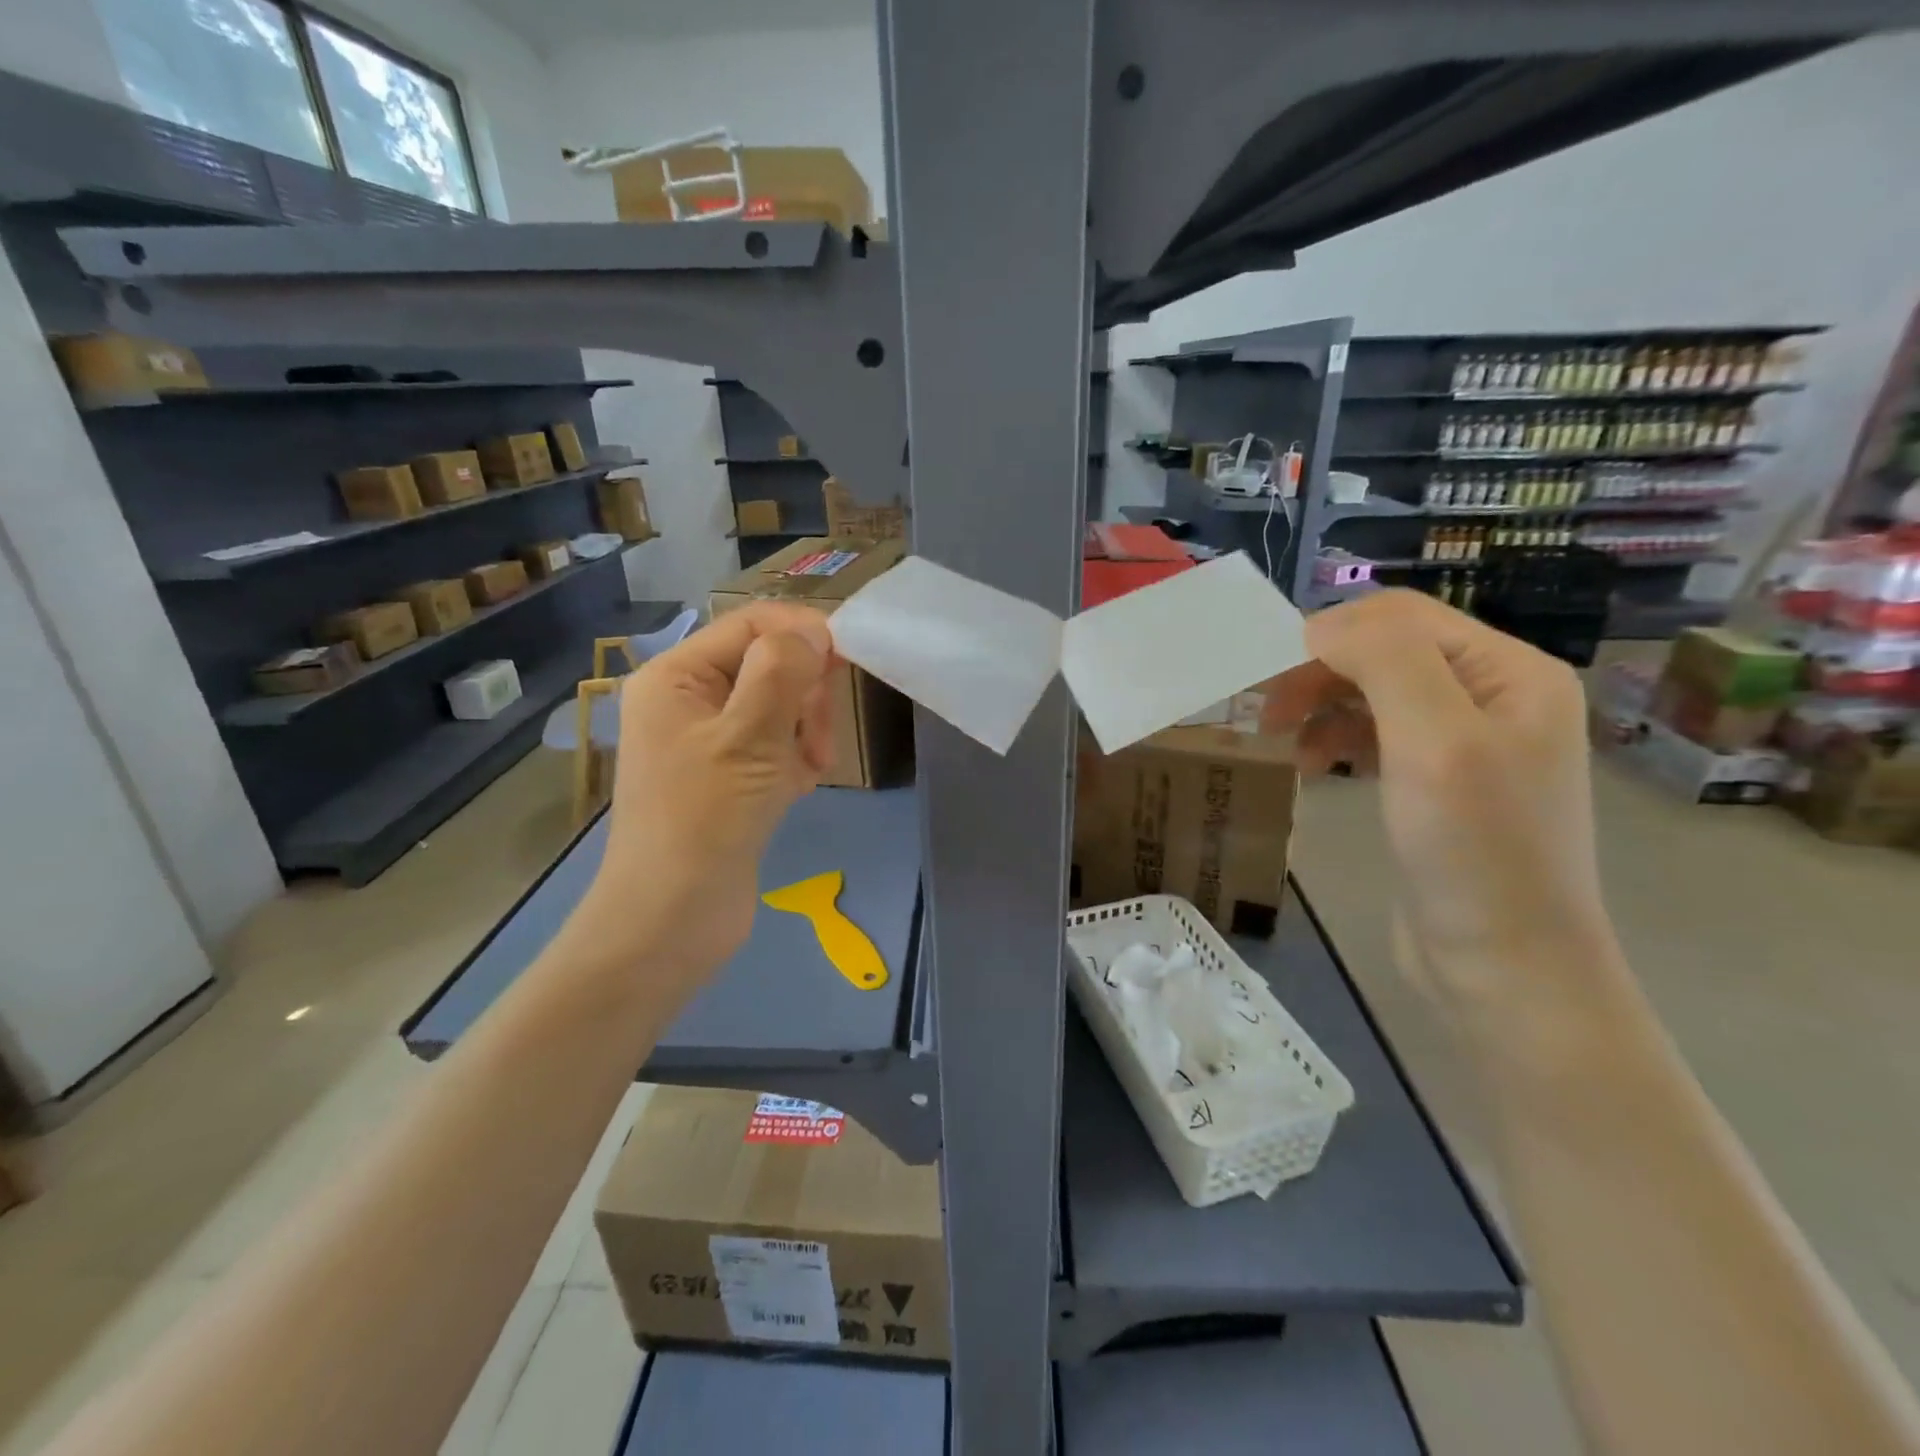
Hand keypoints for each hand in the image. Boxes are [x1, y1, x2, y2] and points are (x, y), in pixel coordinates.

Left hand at [576, 602, 836, 994]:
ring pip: (778, 705)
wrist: (671, 920)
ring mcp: (707, 739)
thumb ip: (783, 671)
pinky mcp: (727, 776)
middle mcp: (687, 699)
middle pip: (768, 663)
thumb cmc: (704, 820)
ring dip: (804, 730)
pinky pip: (773, 744)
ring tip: (810, 772)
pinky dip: (794, 758)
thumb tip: (815, 631)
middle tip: (818, 742)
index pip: (751, 624)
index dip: (803, 633)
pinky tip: (797, 788)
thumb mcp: (749, 737)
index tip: (848, 662)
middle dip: (804, 694)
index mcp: (676, 675)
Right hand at [1264, 591, 1621, 1022]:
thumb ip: (1385, 663)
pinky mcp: (1438, 782)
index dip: (1329, 633)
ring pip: (1374, 690)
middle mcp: (1494, 694)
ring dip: (1321, 703)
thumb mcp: (1434, 742)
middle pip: (1386, 650)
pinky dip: (1336, 738)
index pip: (1402, 617)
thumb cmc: (1474, 851)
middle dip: (1319, 670)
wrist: (1505, 967)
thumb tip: (1319, 628)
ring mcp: (1467, 741)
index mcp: (1510, 671)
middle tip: (1264, 710)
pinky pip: (1376, 733)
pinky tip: (1314, 765)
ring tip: (1282, 739)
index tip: (1266, 676)